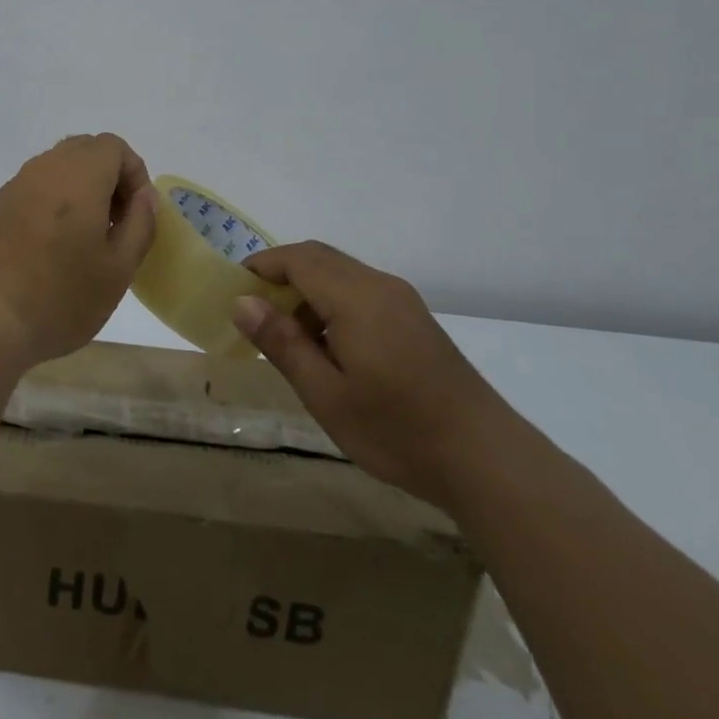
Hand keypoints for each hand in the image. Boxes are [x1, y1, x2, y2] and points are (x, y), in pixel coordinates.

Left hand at [0, 134, 157, 366]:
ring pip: (59, 166)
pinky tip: (56, 246)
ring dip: (82, 189)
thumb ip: (140, 224)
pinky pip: (37, 187)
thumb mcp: (119, 269)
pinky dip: (55, 201)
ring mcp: (16, 185)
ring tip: (88, 237)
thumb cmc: (61, 296)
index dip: (134, 174)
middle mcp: (45, 168)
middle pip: (85, 150)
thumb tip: (144, 196)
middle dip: (109, 177)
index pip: (114, 146)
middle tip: (116, 223)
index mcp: (80, 175)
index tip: (136, 215)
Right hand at [233, 242, 509, 507]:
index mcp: (356, 297)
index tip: (232, 292)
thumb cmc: (397, 430)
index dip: (260, 267)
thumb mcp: (326, 394)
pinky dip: (331, 302)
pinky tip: (328, 347)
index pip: (296, 259)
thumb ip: (283, 342)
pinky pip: (361, 291)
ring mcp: (402, 300)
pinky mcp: (414, 318)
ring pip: (340, 273)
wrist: (486, 460)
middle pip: (318, 258)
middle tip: (253, 314)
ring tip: (288, 337)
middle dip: (280, 275)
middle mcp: (380, 285)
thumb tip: (242, 302)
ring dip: (306, 290)